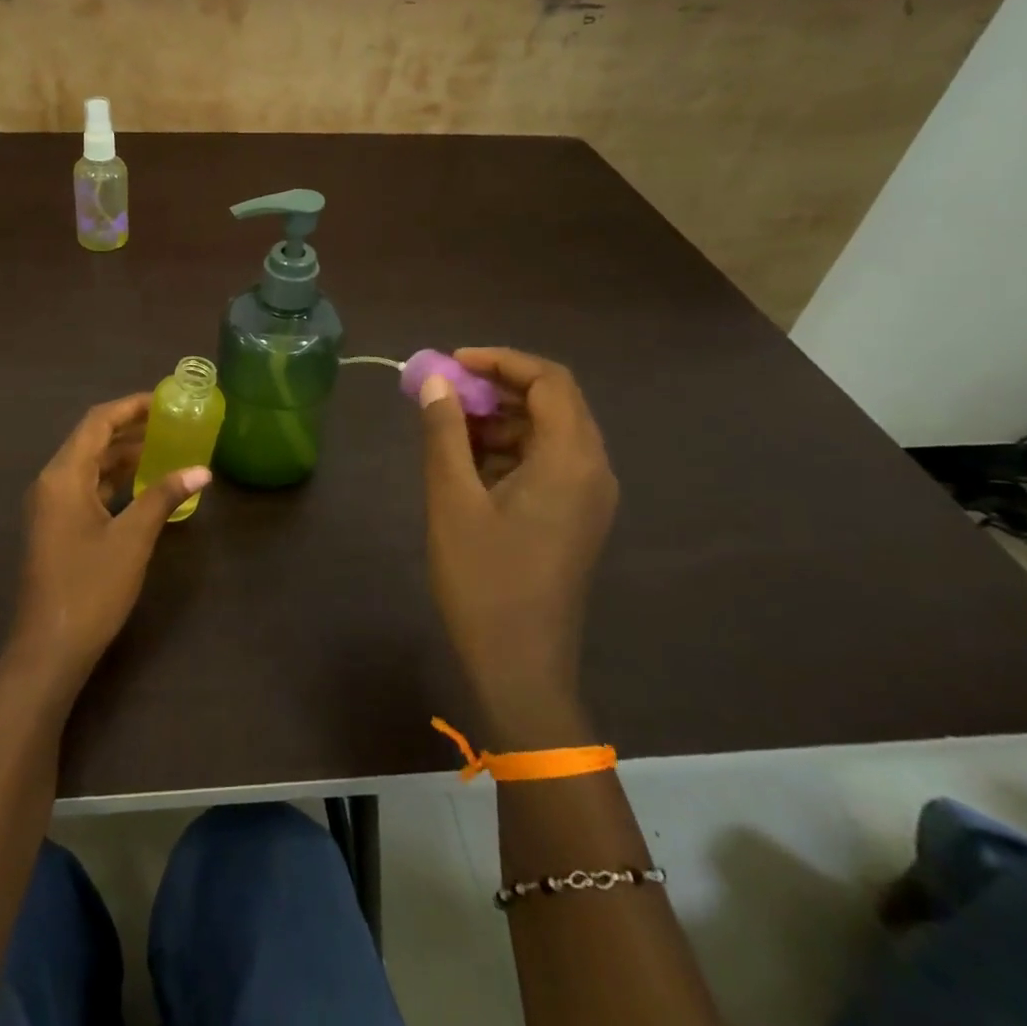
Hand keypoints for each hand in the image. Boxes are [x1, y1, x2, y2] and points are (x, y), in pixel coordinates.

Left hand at [12, 394, 210, 690]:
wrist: (48, 649)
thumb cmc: (90, 588)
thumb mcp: (132, 538)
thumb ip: (164, 496)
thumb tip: (202, 470)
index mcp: (63, 476)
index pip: (97, 423)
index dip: (130, 407)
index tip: (164, 399)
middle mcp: (51, 483)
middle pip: (90, 441)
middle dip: (129, 429)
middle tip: (171, 422)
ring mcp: (50, 508)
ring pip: (88, 467)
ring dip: (122, 456)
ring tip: (164, 447)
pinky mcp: (55, 529)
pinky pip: (85, 490)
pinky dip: (113, 481)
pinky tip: (142, 486)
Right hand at [418, 348, 617, 743]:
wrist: (519, 664)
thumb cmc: (483, 579)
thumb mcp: (451, 499)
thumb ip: (443, 433)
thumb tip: (434, 381)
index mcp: (571, 459)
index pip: (548, 381)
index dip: (500, 361)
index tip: (451, 362)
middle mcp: (592, 469)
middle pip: (553, 402)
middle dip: (497, 388)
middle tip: (444, 392)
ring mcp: (588, 496)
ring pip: (548, 432)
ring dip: (500, 419)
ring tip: (447, 428)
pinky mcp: (575, 516)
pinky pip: (547, 462)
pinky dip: (509, 450)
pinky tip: (467, 465)